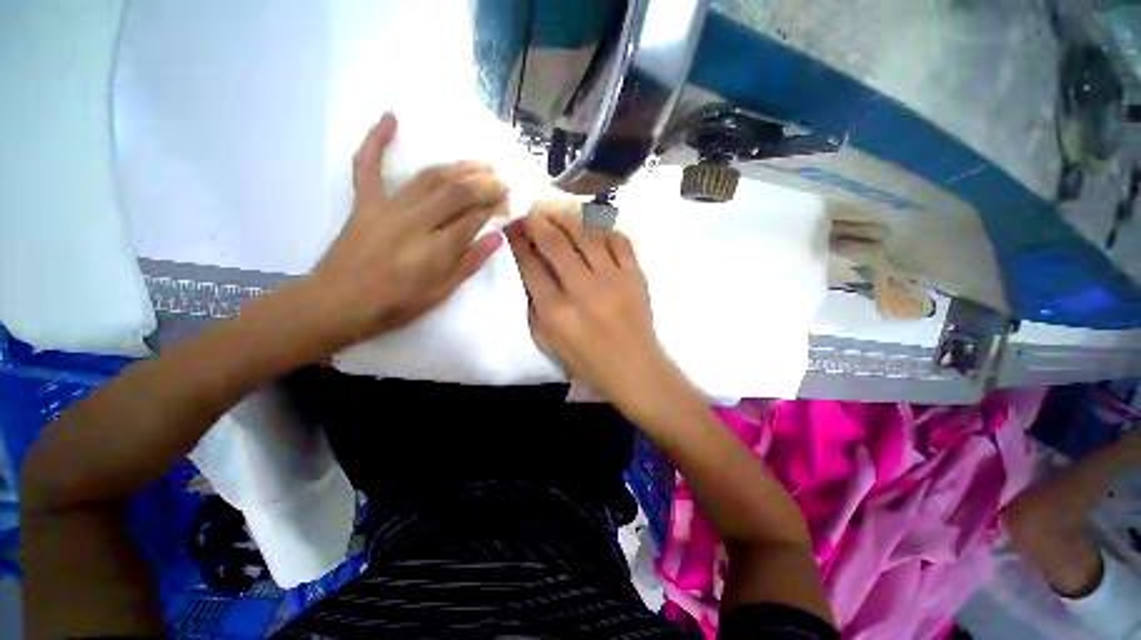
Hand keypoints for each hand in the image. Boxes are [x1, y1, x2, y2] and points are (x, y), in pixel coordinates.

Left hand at [308, 113, 506, 348]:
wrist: (338, 304)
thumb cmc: (396, 305)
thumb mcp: (441, 292)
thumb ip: (469, 263)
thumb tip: (497, 238)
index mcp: (436, 249)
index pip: (473, 219)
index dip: (494, 208)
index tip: (507, 203)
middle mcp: (415, 222)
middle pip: (456, 193)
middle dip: (484, 185)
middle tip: (501, 182)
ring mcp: (387, 207)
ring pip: (428, 177)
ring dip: (457, 167)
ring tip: (480, 164)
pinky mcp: (364, 202)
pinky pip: (367, 165)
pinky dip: (376, 140)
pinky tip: (390, 117)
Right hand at [506, 207, 684, 415]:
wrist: (635, 369)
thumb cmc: (589, 363)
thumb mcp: (550, 343)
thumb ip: (536, 309)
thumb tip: (532, 273)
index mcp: (556, 312)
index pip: (531, 267)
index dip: (519, 244)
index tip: (514, 229)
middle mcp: (582, 290)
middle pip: (555, 244)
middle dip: (538, 222)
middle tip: (532, 212)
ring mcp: (612, 279)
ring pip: (586, 235)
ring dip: (568, 218)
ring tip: (557, 211)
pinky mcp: (636, 276)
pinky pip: (618, 241)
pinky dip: (603, 230)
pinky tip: (593, 228)